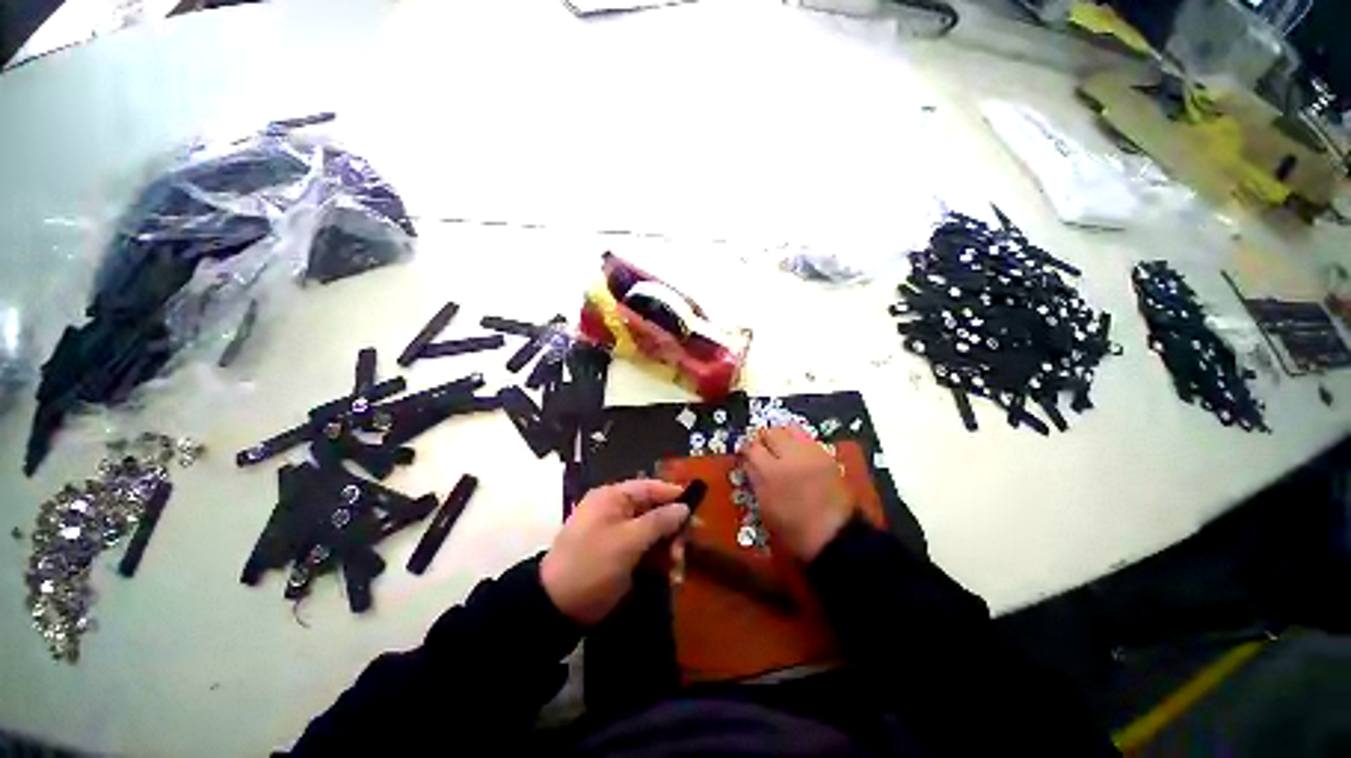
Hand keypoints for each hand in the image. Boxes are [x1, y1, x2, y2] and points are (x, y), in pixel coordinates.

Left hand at [541, 479, 689, 625]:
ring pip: (655, 533)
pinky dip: (660, 562)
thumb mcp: (627, 541)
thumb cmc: (592, 564)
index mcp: (613, 498)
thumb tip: (684, 507)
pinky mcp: (621, 555)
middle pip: (656, 511)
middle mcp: (617, 511)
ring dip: (669, 549)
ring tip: (677, 570)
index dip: (674, 495)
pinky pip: (648, 551)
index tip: (697, 508)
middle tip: (685, 550)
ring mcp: (620, 534)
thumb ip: (659, 521)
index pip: (650, 487)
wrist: (557, 607)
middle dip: (673, 529)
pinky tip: (670, 578)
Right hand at [743, 426, 853, 560]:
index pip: (751, 447)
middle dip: (762, 438)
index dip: (746, 450)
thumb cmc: (793, 528)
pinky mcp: (826, 454)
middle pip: (770, 432)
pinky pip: (806, 437)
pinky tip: (796, 453)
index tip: (745, 454)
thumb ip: (754, 478)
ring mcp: (811, 453)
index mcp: (770, 473)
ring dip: (781, 435)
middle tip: (761, 449)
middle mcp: (790, 456)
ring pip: (789, 428)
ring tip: (779, 447)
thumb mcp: (764, 507)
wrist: (834, 536)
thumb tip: (748, 461)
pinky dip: (798, 440)